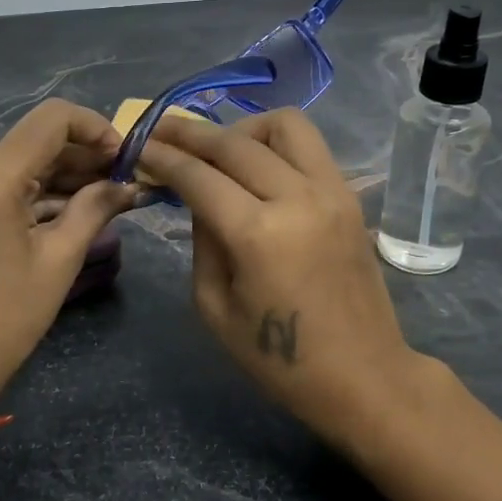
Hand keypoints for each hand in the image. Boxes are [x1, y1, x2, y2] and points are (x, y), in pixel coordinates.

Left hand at [0, 99, 139, 399]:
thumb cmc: (6, 317)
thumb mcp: (60, 260)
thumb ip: (96, 208)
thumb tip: (129, 184)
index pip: (51, 119)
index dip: (95, 128)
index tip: (123, 156)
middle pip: (34, 141)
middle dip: (82, 157)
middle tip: (122, 181)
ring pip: (18, 161)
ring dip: (60, 175)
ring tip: (104, 196)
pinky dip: (33, 191)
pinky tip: (69, 206)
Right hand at [137, 109, 440, 447]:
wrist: (364, 375)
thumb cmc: (280, 359)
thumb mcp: (216, 307)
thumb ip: (203, 242)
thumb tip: (200, 198)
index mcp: (258, 234)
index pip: (200, 176)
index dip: (163, 157)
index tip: (137, 144)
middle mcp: (297, 198)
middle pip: (236, 142)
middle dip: (191, 132)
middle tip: (162, 129)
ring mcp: (331, 191)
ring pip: (285, 125)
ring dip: (243, 128)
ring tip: (220, 148)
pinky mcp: (350, 197)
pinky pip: (309, 147)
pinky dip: (275, 144)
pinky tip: (256, 166)